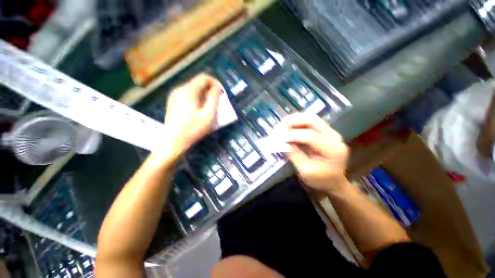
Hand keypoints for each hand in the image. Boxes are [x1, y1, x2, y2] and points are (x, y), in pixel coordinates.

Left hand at [161, 73, 221, 156]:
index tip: (222, 93)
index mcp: (188, 91)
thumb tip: (217, 88)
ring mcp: (175, 95)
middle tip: (217, 101)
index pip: (204, 78)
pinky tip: (199, 110)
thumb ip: (214, 99)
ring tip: (209, 107)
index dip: (215, 83)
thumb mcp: (208, 115)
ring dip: (204, 95)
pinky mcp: (173, 102)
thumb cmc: (193, 129)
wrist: (173, 141)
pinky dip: (197, 99)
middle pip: (198, 83)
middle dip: (210, 90)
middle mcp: (180, 89)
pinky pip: (188, 95)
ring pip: (193, 89)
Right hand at [277, 113, 348, 192]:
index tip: (276, 139)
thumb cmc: (321, 180)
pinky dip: (295, 123)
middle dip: (291, 122)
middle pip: (311, 119)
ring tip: (279, 128)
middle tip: (277, 129)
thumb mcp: (306, 172)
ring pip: (309, 117)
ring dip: (292, 121)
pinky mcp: (323, 131)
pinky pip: (308, 122)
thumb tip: (282, 143)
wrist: (334, 181)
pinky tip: (286, 128)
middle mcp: (333, 136)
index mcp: (333, 149)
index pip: (310, 136)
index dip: (291, 135)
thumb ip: (295, 155)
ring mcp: (329, 131)